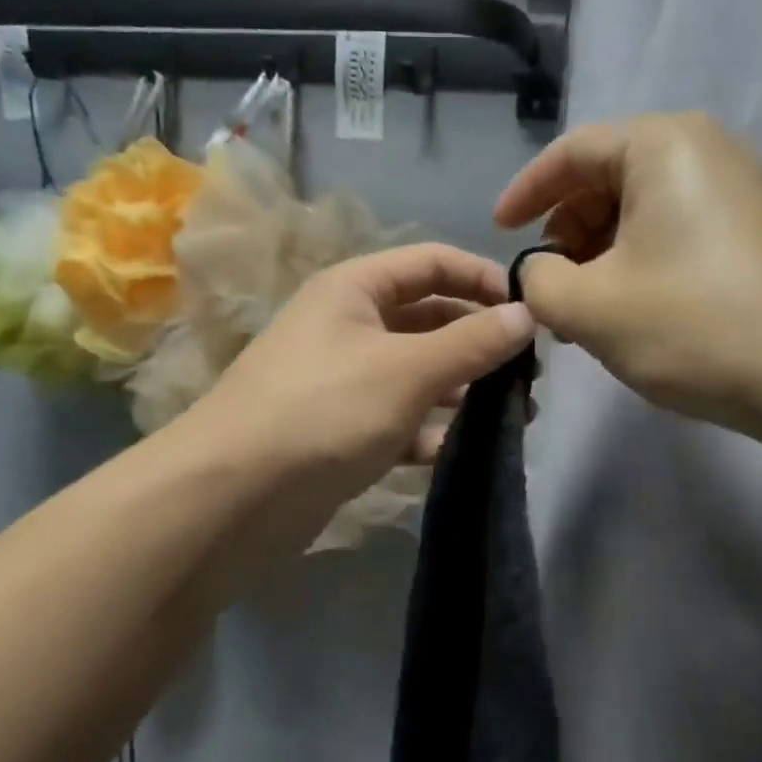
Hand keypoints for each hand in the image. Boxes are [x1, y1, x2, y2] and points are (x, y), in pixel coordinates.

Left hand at [189, 242, 535, 514]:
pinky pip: (400, 418)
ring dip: (464, 389)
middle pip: (429, 318)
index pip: (432, 262)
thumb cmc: (324, 410)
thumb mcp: (408, 369)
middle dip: (479, 341)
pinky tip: (465, 449)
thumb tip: (528, 315)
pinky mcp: (342, 430)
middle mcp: (348, 326)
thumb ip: (472, 342)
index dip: (483, 278)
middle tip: (529, 375)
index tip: (530, 312)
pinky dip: (432, 430)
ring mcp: (344, 380)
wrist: (230, 498)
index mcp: (355, 289)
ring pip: (419, 372)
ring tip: (514, 416)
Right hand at [495, 114, 761, 434]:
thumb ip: (539, 280)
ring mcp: (743, 191)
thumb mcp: (589, 306)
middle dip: (568, 232)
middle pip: (609, 179)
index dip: (526, 192)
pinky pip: (680, 233)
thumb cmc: (694, 325)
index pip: (572, 152)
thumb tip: (541, 272)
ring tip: (589, 312)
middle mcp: (708, 150)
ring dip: (603, 256)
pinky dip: (643, 264)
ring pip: (644, 212)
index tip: (500, 233)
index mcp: (663, 144)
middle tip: (551, 288)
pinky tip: (636, 313)